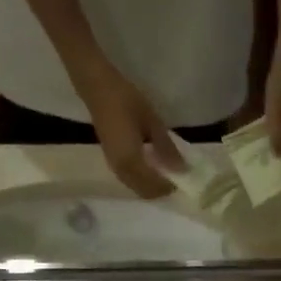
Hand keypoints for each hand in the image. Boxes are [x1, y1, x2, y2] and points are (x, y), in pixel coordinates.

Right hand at [73, 59, 181, 198]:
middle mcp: (121, 169)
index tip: (183, 178)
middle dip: (160, 190)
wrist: (97, 89)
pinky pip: (129, 179)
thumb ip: (166, 148)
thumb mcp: (152, 122)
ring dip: (151, 185)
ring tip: (165, 171)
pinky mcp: (111, 159)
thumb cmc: (126, 101)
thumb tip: (181, 168)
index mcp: (131, 161)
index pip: (154, 186)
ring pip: (135, 187)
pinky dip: (142, 179)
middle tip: (176, 177)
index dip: (169, 186)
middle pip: (144, 192)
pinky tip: (151, 165)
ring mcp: (113, 165)